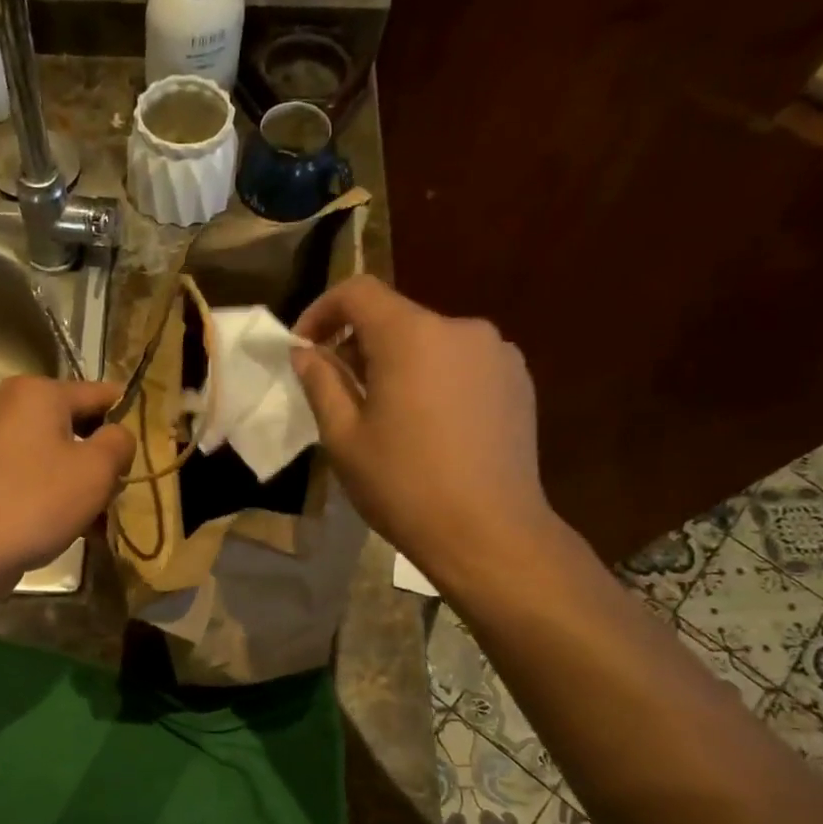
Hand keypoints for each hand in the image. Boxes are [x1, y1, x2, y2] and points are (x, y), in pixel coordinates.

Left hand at [0, 376, 134, 584]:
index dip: (130, 421)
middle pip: (76, 424)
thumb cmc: (37, 501)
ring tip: (100, 517)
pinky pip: (33, 473)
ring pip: (56, 453)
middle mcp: (10, 405)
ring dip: (81, 481)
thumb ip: (119, 442)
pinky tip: (74, 527)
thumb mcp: (96, 470)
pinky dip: (55, 493)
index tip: (149, 452)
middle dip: (103, 457)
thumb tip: (117, 435)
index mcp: (38, 391)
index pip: (102, 394)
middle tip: (121, 492)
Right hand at [291, 276, 555, 577]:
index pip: (358, 291)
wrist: (489, 532)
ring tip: (387, 416)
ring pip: (430, 342)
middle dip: (359, 345)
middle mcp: (460, 328)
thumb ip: (321, 383)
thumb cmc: (404, 485)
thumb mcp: (344, 437)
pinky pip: (462, 364)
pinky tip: (429, 427)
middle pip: (396, 318)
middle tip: (339, 393)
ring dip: (399, 364)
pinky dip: (434, 379)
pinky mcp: (518, 381)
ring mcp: (497, 353)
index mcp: (412, 335)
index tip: (304, 348)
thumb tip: (305, 352)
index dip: (322, 310)